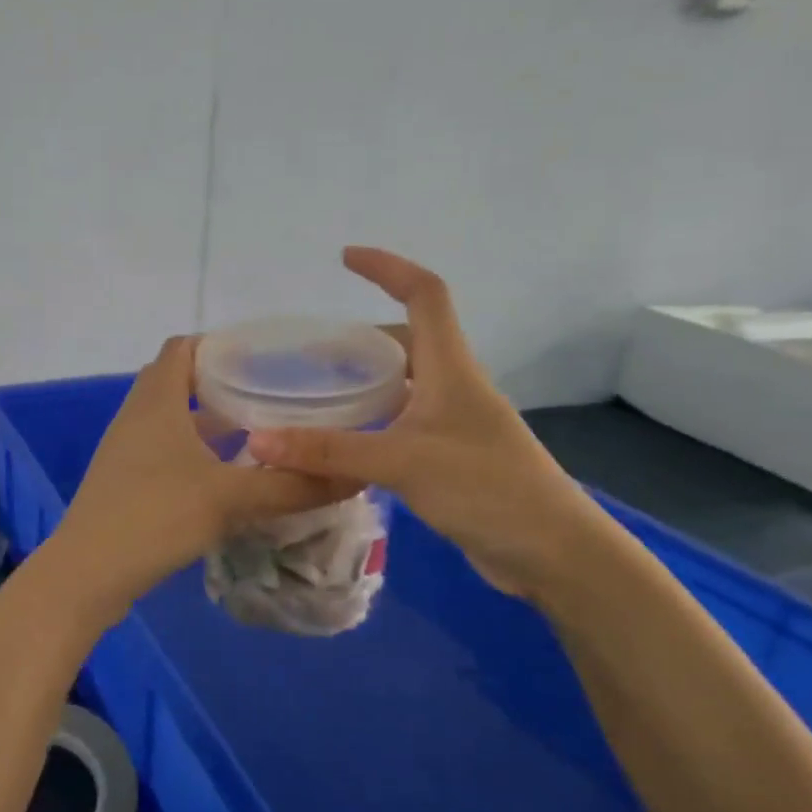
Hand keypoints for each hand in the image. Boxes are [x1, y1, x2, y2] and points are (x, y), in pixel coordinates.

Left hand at [50, 337, 357, 615]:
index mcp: (157, 402)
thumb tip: (355, 475)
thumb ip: (292, 486)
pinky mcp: (125, 482)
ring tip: (257, 433)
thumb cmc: (155, 517)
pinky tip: (225, 478)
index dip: (219, 343)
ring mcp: (126, 451)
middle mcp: (137, 417)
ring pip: (172, 421)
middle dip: (221, 383)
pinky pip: (164, 451)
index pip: (182, 348)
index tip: (263, 355)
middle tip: (269, 394)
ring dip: (208, 422)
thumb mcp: (230, 499)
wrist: (87, 574)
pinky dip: (194, 452)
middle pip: (177, 381)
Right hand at [246, 247, 604, 602]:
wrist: (552, 553)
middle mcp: (453, 387)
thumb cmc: (486, 489)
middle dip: (357, 340)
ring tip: (314, 396)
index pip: (424, 294)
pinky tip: (341, 445)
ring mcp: (453, 424)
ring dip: (362, 383)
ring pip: (401, 386)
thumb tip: (259, 440)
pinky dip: (370, 423)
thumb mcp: (402, 462)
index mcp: (451, 368)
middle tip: (307, 356)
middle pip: (405, 342)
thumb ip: (329, 451)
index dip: (388, 268)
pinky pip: (401, 424)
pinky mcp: (449, 458)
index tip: (345, 258)